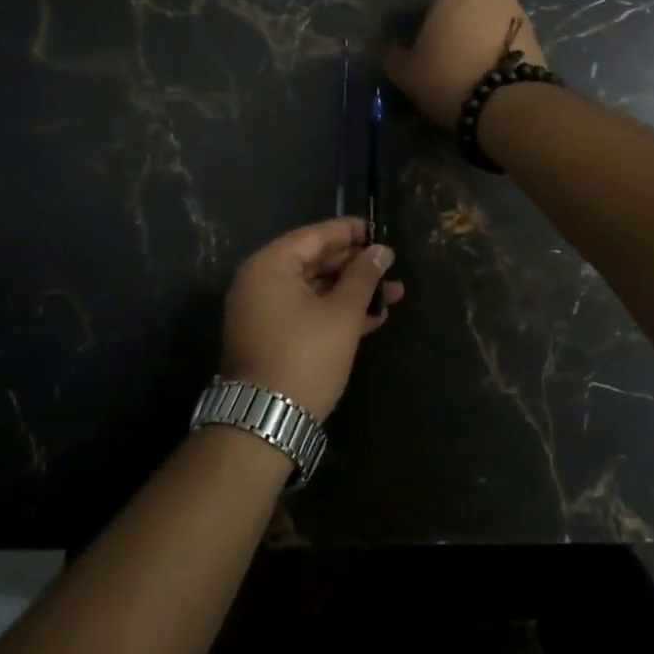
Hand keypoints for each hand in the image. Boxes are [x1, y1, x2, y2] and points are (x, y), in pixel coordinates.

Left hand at [219, 217, 404, 418]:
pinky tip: (372, 318)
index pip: (314, 236)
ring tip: (393, 294)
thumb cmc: (305, 357)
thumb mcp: (341, 314)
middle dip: (355, 265)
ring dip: (351, 292)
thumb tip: (382, 250)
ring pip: (314, 289)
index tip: (380, 231)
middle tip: (390, 266)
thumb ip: (363, 277)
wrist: (266, 422)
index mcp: (270, 266)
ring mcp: (263, 312)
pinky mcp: (272, 337)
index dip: (349, 232)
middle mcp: (260, 282)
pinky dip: (335, 313)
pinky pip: (306, 312)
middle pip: (314, 261)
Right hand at [381, 0, 547, 129]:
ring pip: (486, 20)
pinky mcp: (536, 32)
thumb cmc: (448, 76)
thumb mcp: (406, 71)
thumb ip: (394, 54)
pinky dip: (495, 48)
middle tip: (442, 56)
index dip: (423, 21)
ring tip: (467, 67)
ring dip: (476, 35)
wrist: (507, 103)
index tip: (420, 47)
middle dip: (453, 24)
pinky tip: (487, 72)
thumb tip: (395, 50)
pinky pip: (505, 36)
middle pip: (463, 4)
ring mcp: (517, 8)